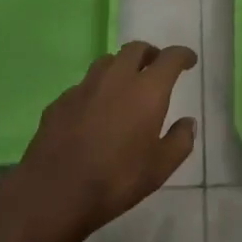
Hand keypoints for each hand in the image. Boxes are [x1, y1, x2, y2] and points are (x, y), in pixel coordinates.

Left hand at [0, 41, 196, 241]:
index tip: (189, 60)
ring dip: (121, 67)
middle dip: (150, 54)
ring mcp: (85, 86)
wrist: (53, 193)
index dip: (182, 55)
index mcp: (146, 90)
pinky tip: (94, 112)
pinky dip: (96, 90)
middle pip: (136, 49)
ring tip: (126, 85)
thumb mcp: (159, 169)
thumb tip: (188, 122)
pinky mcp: (61, 100)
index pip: (170, 58)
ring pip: (107, 61)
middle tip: (156, 67)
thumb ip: (180, 141)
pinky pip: (84, 86)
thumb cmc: (115, 180)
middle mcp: (117, 78)